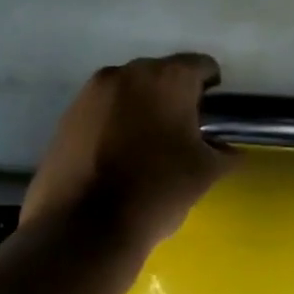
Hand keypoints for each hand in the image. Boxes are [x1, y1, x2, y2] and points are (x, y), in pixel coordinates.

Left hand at [21, 54, 232, 252]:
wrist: (84, 227)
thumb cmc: (156, 192)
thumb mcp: (205, 174)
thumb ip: (224, 152)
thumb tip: (226, 149)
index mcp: (167, 78)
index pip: (201, 66)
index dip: (212, 91)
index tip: (212, 120)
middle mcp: (126, 73)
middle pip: (161, 76)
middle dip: (174, 100)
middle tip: (181, 138)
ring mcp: (90, 93)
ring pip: (128, 93)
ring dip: (141, 112)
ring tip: (146, 151)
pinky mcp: (66, 117)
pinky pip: (102, 112)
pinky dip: (114, 126)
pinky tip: (116, 160)